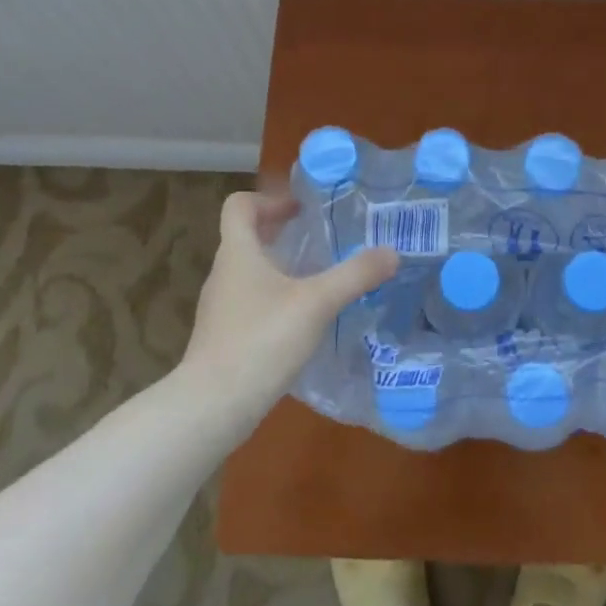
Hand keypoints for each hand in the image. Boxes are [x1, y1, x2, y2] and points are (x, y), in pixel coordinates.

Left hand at [181, 192, 397, 434]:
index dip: (268, 199)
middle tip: (319, 240)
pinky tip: (302, 322)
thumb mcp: (317, 303)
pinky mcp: (224, 338)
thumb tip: (392, 252)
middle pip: (246, 238)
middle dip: (281, 233)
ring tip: (317, 280)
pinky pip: (250, 304)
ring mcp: (220, 309)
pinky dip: (275, 300)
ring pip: (249, 273)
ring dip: (279, 268)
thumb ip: (355, 275)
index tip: (301, 209)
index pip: (239, 206)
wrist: (212, 406)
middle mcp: (223, 274)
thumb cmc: (261, 340)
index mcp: (238, 253)